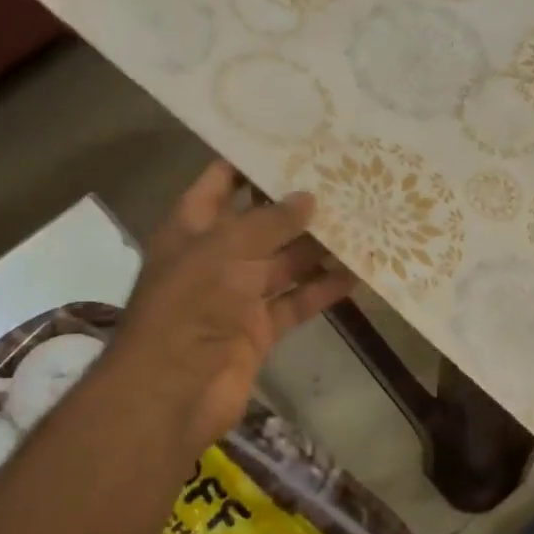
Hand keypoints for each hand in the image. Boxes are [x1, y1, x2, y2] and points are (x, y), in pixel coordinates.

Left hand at [110, 161, 355, 454]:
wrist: (173, 390)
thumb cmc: (190, 305)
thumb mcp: (227, 250)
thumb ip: (270, 222)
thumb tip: (309, 197)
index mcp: (192, 228)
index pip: (221, 183)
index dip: (251, 162)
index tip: (294, 143)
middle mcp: (215, 257)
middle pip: (261, 224)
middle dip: (297, 207)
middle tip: (343, 182)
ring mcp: (238, 295)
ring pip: (284, 263)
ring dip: (318, 249)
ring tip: (360, 223)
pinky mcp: (259, 329)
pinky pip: (295, 302)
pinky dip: (322, 291)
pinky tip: (357, 275)